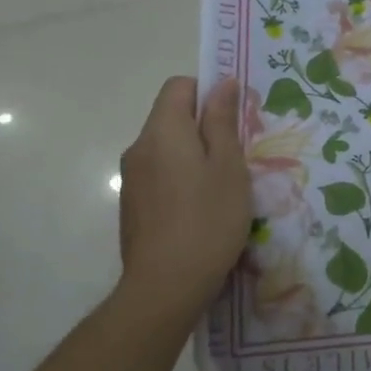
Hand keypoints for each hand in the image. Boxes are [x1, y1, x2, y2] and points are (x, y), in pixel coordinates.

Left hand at [117, 76, 249, 315]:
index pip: (179, 86)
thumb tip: (223, 83)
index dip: (208, 92)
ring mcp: (132, 178)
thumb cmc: (207, 220)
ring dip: (194, 154)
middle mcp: (139, 147)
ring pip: (167, 148)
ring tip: (223, 186)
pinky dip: (181, 178)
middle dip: (205, 126)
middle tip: (237, 155)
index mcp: (162, 131)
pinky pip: (160, 174)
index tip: (234, 117)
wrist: (165, 287)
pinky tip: (201, 209)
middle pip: (171, 117)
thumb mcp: (228, 166)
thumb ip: (222, 121)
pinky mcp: (133, 205)